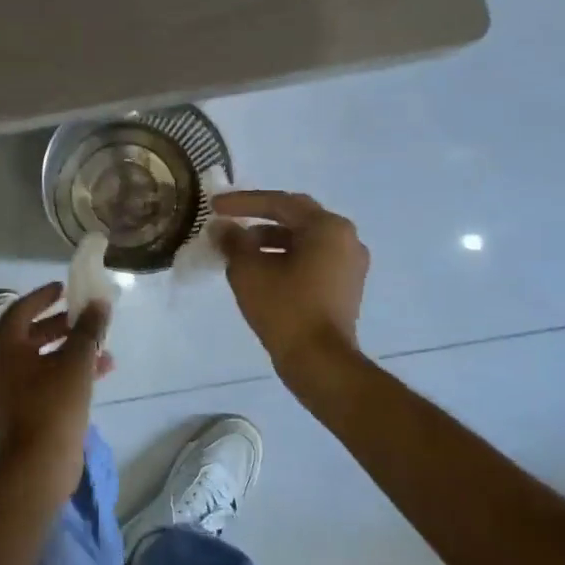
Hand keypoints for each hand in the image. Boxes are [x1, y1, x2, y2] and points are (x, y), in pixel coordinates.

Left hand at [0, 283, 111, 496]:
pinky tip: (97, 374)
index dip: (44, 296)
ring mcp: (7, 390)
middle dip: (62, 325)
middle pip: (30, 334)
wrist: (38, 466)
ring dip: (70, 350)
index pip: (21, 309)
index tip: (65, 289)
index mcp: (2, 347)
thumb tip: (99, 303)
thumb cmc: (53, 405)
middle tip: (85, 318)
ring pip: (40, 359)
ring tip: (102, 349)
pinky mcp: (20, 410)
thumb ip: (88, 329)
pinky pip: (42, 380)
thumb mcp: (76, 362)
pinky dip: (65, 372)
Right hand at [212, 190, 368, 376]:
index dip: (243, 202)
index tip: (214, 206)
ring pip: (304, 240)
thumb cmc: (285, 308)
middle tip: (229, 220)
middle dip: (259, 217)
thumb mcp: (249, 270)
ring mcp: (350, 264)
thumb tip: (221, 227)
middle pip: (295, 218)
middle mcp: (346, 239)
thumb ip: (233, 242)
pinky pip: (312, 260)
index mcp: (327, 227)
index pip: (279, 203)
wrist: (320, 362)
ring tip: (239, 250)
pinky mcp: (345, 287)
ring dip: (271, 240)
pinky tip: (260, 270)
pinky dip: (286, 258)